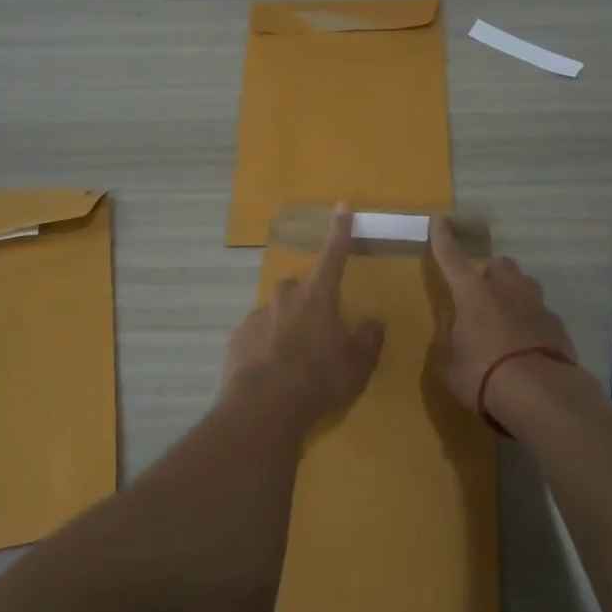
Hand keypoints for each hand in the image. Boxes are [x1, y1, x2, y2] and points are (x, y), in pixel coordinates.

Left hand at [223, 206, 384, 433]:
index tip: (341, 206)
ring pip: (276, 310)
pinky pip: (257, 333)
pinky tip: (270, 370)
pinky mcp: (238, 336)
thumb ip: (368, 340)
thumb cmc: (320, 380)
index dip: (340, 230)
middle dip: (308, 301)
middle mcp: (286, 296)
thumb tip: (374, 323)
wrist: (265, 406)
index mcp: (318, 296)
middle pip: (300, 287)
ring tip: (292, 358)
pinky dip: (264, 344)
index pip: (334, 254)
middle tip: (317, 331)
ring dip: (285, 325)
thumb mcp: (357, 365)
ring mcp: (258, 314)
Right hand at [428, 218, 576, 413]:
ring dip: (511, 291)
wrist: (542, 395)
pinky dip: (528, 318)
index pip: (451, 257)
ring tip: (503, 316)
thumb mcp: (449, 362)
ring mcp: (535, 303)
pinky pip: (538, 310)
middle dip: (487, 271)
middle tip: (478, 293)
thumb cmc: (483, 376)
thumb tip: (452, 318)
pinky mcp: (557, 323)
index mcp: (472, 292)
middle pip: (497, 264)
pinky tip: (524, 341)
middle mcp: (505, 288)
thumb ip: (448, 334)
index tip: (438, 220)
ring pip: (522, 283)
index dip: (443, 239)